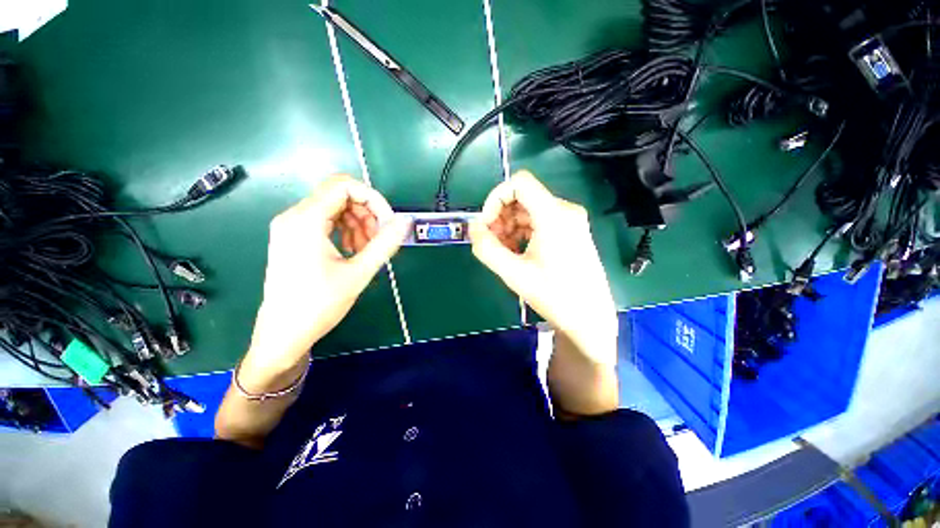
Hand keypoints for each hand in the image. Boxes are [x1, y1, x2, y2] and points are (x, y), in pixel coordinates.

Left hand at [242, 175, 410, 384]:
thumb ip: (385, 244)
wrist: (283, 334)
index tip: (389, 223)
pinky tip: (354, 251)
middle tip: (380, 240)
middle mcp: (294, 216)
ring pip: (335, 208)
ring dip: (359, 224)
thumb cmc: (318, 305)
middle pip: (340, 195)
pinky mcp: (294, 237)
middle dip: (367, 214)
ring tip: (368, 249)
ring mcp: (292, 227)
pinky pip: (327, 222)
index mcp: (305, 220)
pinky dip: (346, 231)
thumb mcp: (358, 273)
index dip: (373, 199)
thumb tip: (405, 221)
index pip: (344, 186)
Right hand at [469, 171, 617, 366]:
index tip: (486, 224)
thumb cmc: (554, 296)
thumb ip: (487, 248)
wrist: (589, 318)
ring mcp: (570, 220)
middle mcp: (565, 210)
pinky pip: (539, 221)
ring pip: (529, 210)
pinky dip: (522, 232)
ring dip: (509, 226)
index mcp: (554, 215)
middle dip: (500, 216)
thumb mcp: (513, 273)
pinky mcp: (570, 231)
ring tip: (503, 251)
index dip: (495, 198)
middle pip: (523, 197)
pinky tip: (516, 252)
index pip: (519, 183)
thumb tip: (473, 227)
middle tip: (491, 241)